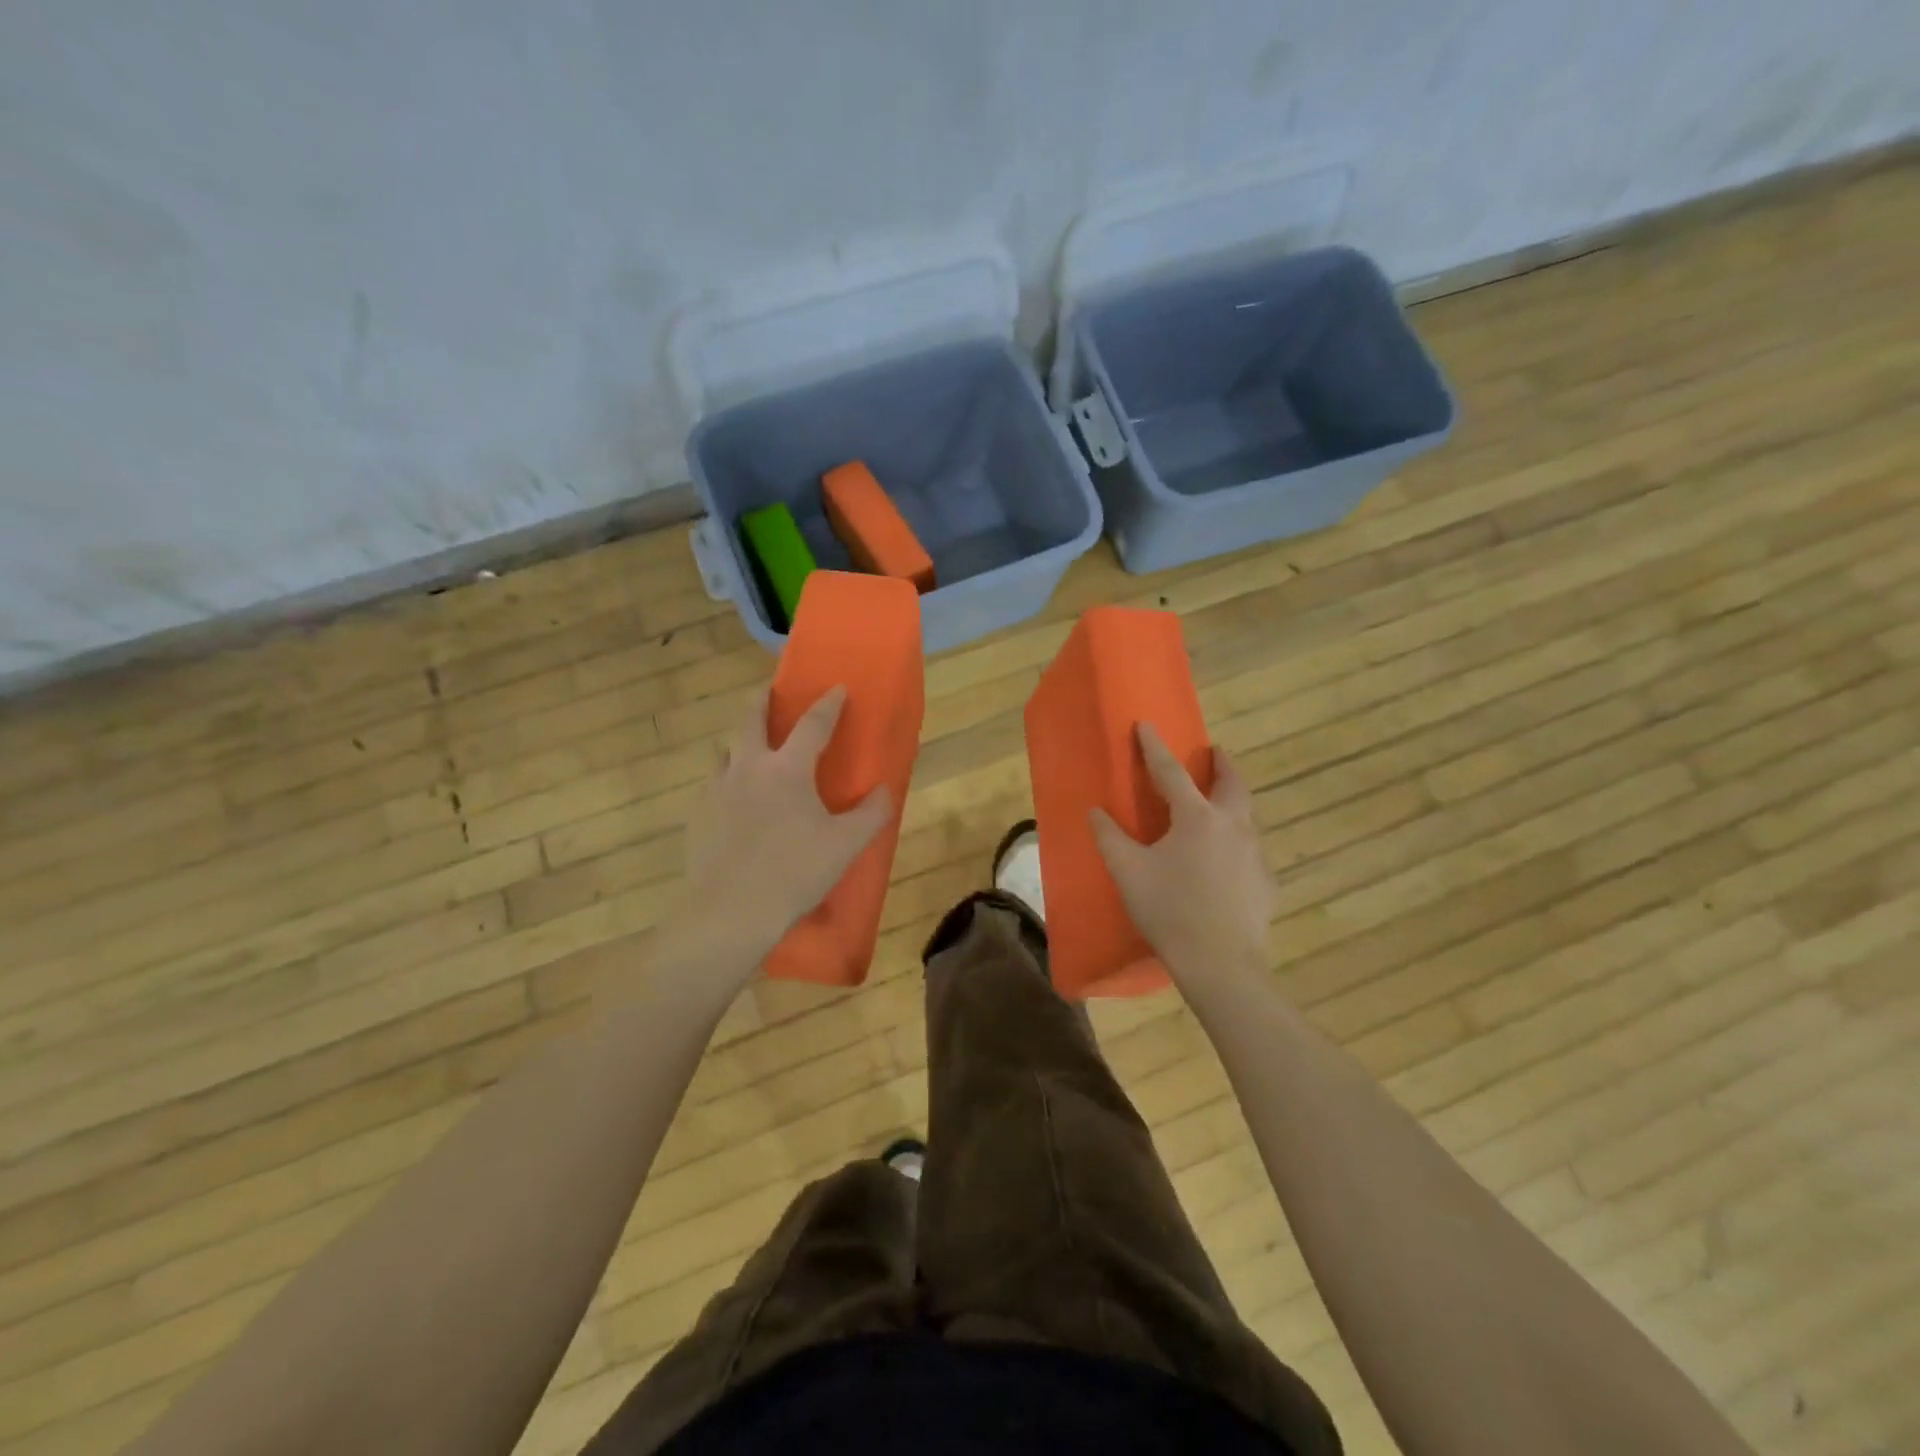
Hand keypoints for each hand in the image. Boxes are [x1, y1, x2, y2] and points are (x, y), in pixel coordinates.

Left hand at [678, 684, 892, 969]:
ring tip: (752, 754)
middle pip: (751, 720)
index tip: (838, 688)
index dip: (828, 704)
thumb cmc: (795, 872)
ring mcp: (716, 790)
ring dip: (742, 745)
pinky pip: (714, 786)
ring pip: (727, 752)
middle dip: (762, 701)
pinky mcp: (697, 816)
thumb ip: (871, 813)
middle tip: (768, 693)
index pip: (813, 724)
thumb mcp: (846, 845)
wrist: (730, 912)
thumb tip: (883, 792)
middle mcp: (748, 768)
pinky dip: (728, 782)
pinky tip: (735, 803)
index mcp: (787, 769)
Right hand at [1090, 724, 1273, 992]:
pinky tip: (1229, 860)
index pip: (1171, 772)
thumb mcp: (1128, 872)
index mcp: (1197, 818)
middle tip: (1214, 752)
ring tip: (1221, 802)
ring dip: (1234, 799)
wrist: (1221, 964)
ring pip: (1247, 815)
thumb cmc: (1169, 911)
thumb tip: (1095, 811)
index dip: (1155, 747)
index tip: (1146, 725)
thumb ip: (1109, 837)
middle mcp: (1233, 826)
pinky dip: (1239, 841)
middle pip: (1231, 783)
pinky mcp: (1266, 883)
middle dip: (1222, 763)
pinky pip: (1252, 850)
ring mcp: (1255, 855)